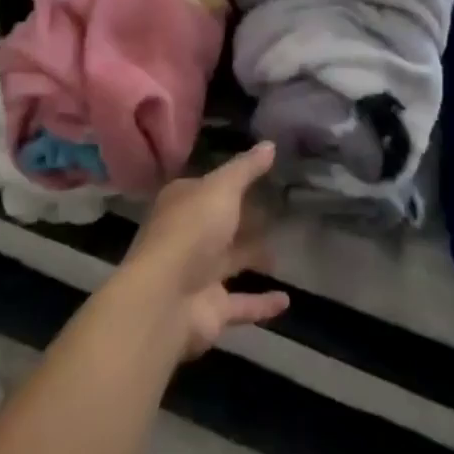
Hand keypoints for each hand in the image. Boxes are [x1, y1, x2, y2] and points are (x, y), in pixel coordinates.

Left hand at [118, 142, 290, 358]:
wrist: (165, 299)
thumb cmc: (191, 230)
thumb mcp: (221, 188)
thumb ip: (246, 169)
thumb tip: (270, 144)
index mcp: (183, 202)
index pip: (209, 187)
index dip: (233, 181)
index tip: (264, 177)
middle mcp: (189, 236)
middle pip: (222, 224)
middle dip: (246, 219)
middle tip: (281, 211)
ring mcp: (198, 274)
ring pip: (231, 261)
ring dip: (255, 257)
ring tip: (288, 248)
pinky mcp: (211, 309)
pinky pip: (242, 303)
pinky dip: (262, 302)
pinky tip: (287, 300)